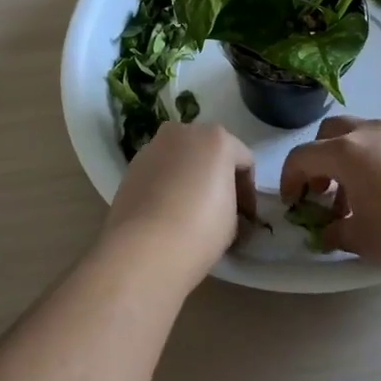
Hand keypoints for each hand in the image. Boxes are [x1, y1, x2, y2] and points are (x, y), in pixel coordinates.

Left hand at [100, 123, 255, 293]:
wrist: (143, 247)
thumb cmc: (199, 229)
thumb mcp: (233, 220)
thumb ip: (232, 202)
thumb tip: (225, 209)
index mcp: (216, 138)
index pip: (244, 161)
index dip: (248, 191)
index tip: (246, 217)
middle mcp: (184, 132)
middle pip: (209, 151)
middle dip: (217, 175)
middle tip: (221, 208)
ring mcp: (154, 146)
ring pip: (181, 158)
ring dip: (189, 177)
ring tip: (190, 209)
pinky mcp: (132, 165)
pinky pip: (160, 170)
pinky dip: (167, 183)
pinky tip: (167, 211)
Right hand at [280, 117, 380, 282]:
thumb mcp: (363, 239)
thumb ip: (336, 231)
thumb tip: (328, 231)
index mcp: (346, 152)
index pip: (303, 156)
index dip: (290, 179)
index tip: (294, 204)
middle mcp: (370, 134)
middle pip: (330, 133)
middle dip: (318, 160)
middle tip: (322, 192)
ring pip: (360, 136)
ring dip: (347, 161)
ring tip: (357, 200)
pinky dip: (373, 162)